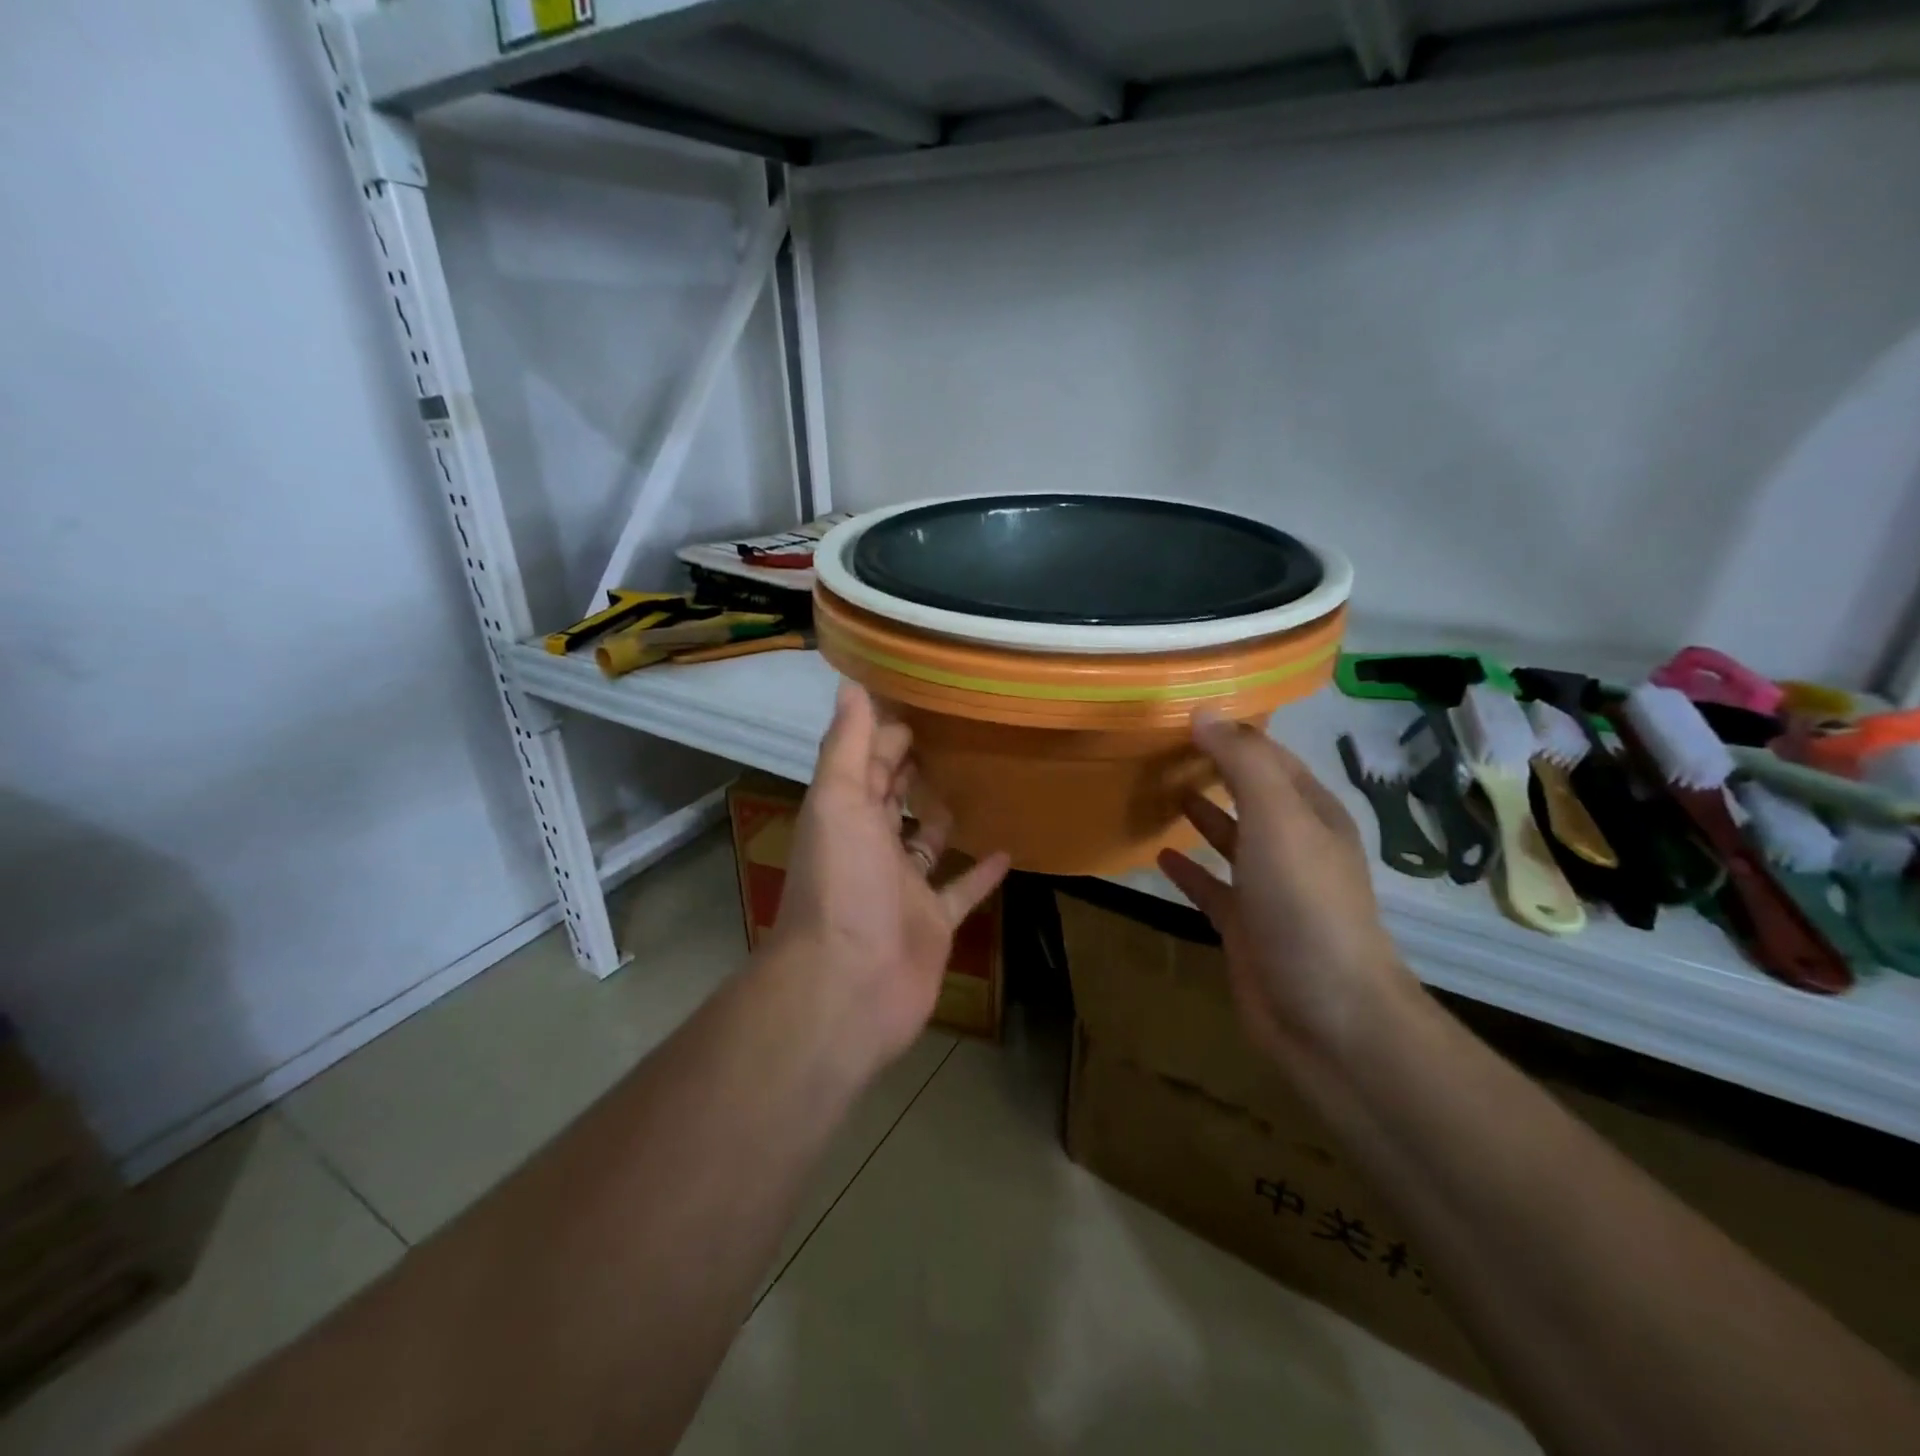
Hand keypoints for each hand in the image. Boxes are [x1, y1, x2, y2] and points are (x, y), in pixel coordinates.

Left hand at [768, 683, 1010, 1068]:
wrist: (849, 986)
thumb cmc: (842, 885)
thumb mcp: (838, 802)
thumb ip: (845, 746)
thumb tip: (850, 683)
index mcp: (845, 814)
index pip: (865, 762)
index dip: (886, 732)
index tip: (921, 700)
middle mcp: (871, 846)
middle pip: (892, 798)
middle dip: (912, 767)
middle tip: (954, 732)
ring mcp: (903, 887)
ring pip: (925, 842)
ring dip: (942, 816)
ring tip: (978, 781)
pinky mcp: (933, 922)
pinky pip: (960, 890)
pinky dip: (980, 871)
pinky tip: (1008, 848)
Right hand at [1157, 712, 1417, 1063]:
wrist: (1326, 1012)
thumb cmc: (1304, 903)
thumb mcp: (1277, 818)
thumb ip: (1242, 763)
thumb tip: (1203, 712)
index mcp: (1312, 813)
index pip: (1271, 757)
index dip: (1233, 734)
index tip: (1185, 714)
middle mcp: (1294, 845)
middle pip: (1251, 795)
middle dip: (1215, 770)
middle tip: (1162, 747)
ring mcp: (1269, 888)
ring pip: (1231, 838)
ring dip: (1203, 814)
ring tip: (1161, 789)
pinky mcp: (1245, 926)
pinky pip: (1211, 887)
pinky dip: (1188, 870)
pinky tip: (1160, 856)